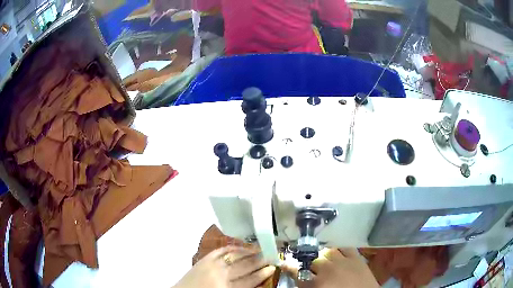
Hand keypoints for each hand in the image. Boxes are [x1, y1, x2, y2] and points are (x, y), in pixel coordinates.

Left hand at [173, 246, 275, 287]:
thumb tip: (259, 280)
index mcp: (226, 287)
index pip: (249, 280)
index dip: (262, 273)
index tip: (273, 267)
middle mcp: (221, 274)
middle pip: (245, 266)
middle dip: (260, 260)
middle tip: (272, 255)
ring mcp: (211, 264)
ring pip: (235, 255)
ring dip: (250, 252)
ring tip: (261, 250)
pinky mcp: (204, 258)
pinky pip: (222, 250)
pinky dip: (233, 248)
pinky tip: (242, 247)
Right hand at [288, 249, 378, 287]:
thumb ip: (309, 286)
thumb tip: (302, 280)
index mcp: (315, 284)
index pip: (296, 272)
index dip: (289, 267)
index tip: (285, 264)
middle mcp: (326, 271)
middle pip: (313, 261)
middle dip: (310, 264)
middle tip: (313, 268)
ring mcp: (342, 262)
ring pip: (327, 251)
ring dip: (324, 256)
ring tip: (326, 261)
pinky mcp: (356, 258)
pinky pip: (345, 248)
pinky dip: (340, 250)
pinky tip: (339, 254)